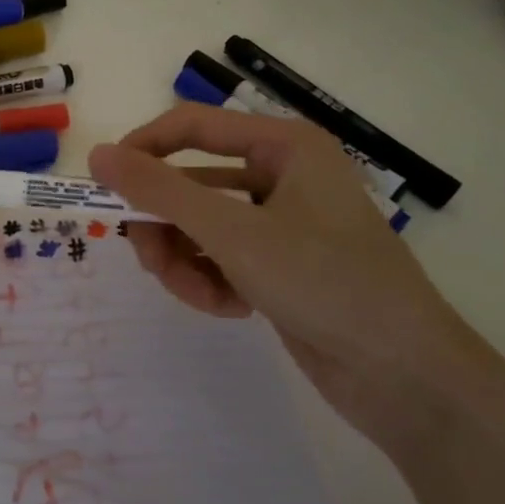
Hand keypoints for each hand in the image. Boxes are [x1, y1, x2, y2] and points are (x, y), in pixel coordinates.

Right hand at [90, 105, 485, 444]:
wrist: (406, 377)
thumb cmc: (325, 282)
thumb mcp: (233, 233)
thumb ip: (160, 191)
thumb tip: (98, 155)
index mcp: (283, 145)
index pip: (189, 126)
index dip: (141, 151)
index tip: (103, 187)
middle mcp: (281, 174)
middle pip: (189, 183)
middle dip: (165, 225)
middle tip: (149, 259)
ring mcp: (280, 222)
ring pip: (198, 226)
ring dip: (185, 261)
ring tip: (199, 295)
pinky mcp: (278, 265)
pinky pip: (219, 257)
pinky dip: (211, 281)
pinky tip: (229, 308)